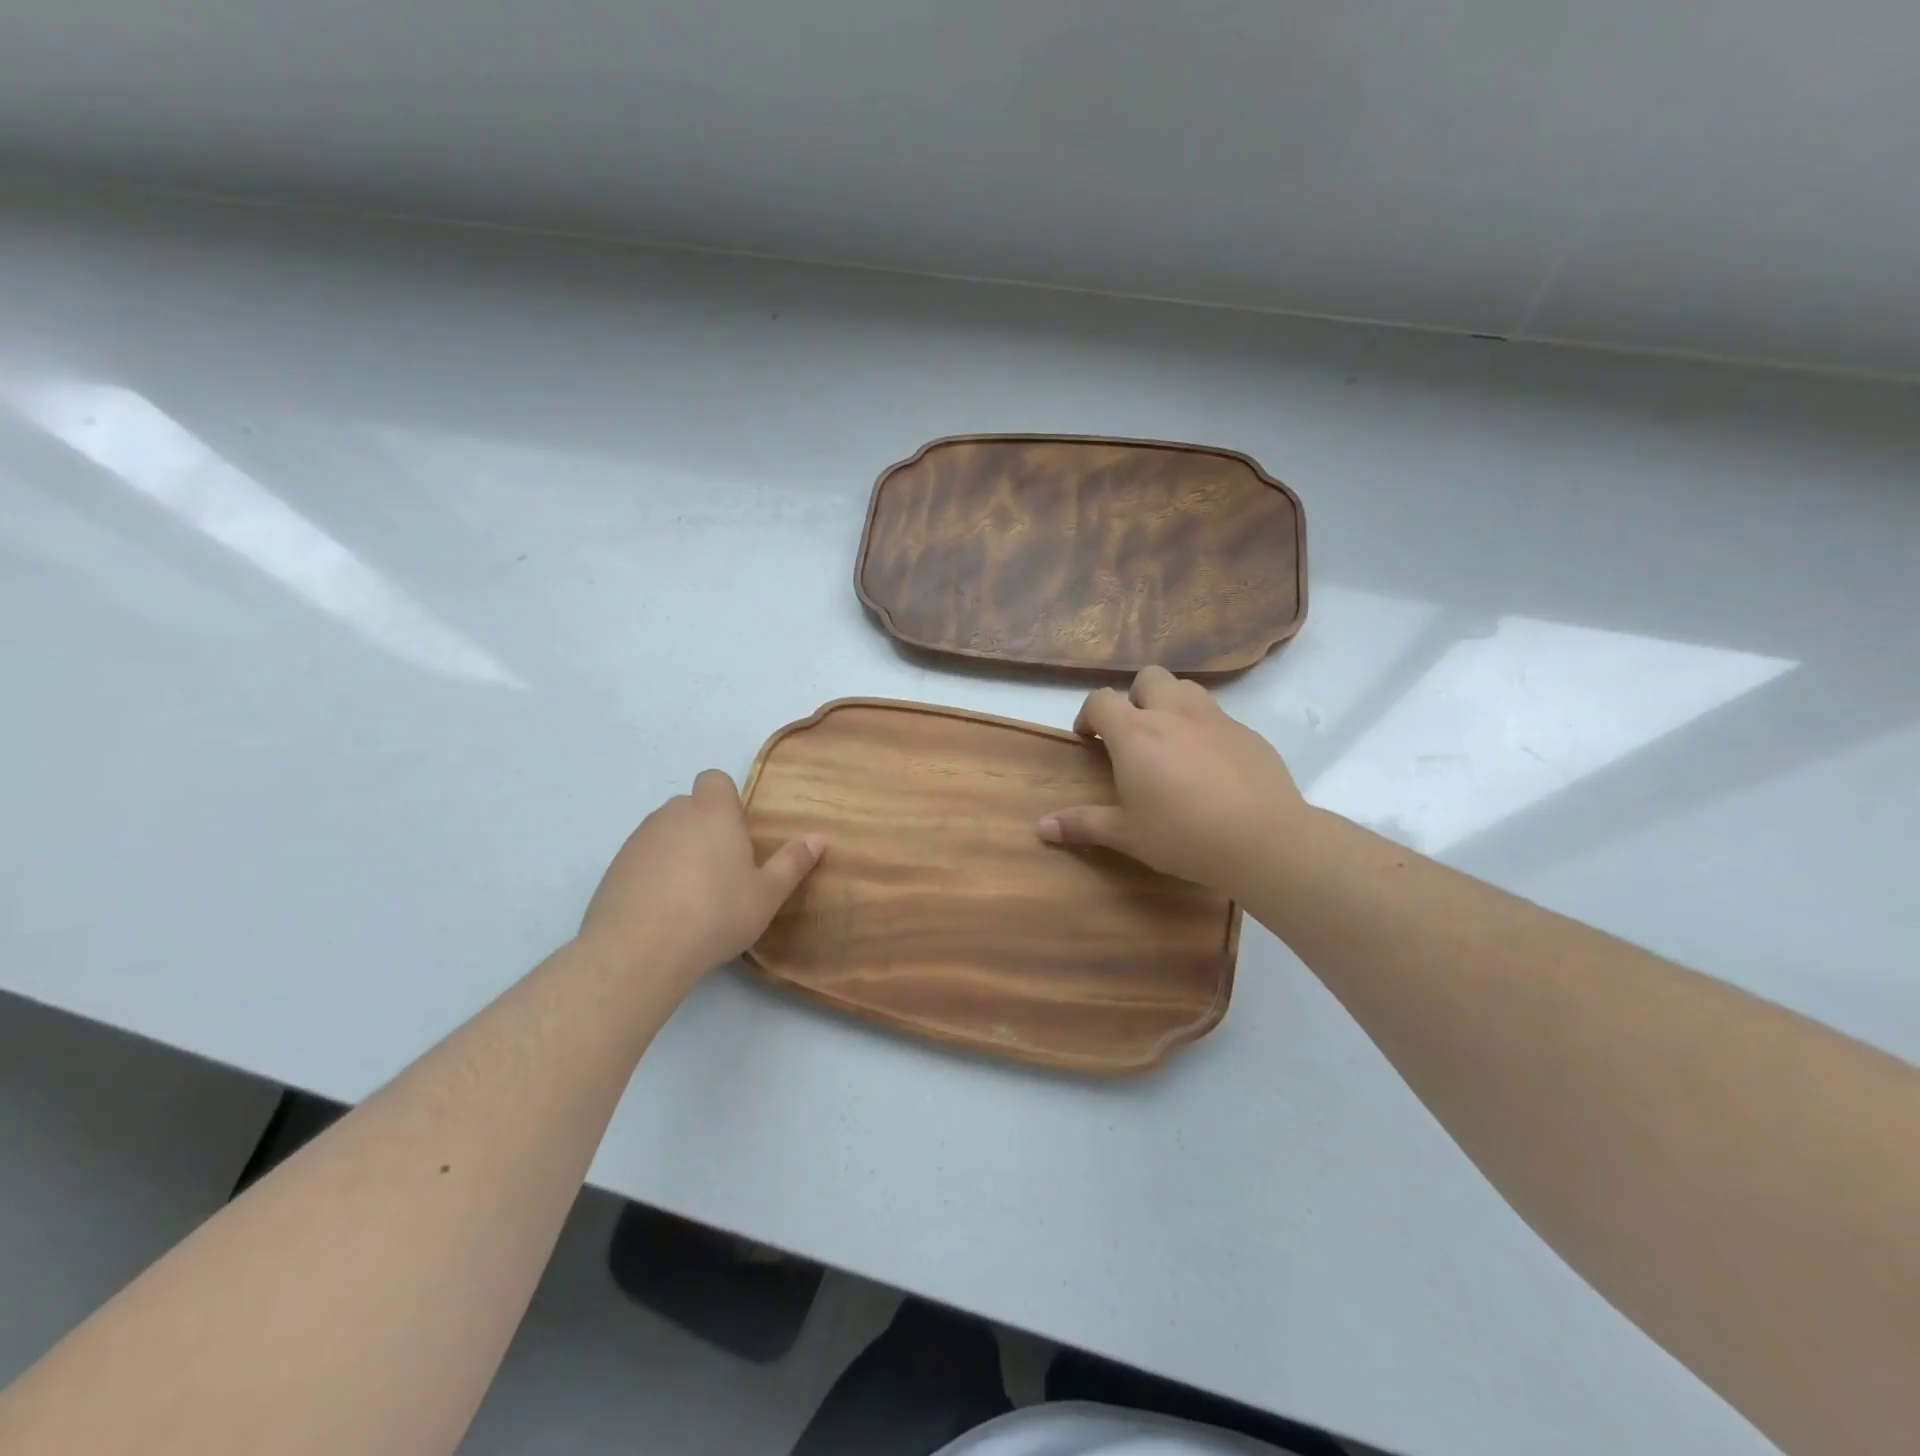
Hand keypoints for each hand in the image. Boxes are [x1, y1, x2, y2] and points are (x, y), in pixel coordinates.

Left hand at [581, 770, 821, 982]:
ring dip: (678, 850)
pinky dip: (654, 873)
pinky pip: (642, 858)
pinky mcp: (614, 867)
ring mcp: (639, 840)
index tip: (738, 832)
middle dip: (704, 827)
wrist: (639, 950)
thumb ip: (792, 863)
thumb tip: (817, 838)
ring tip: (692, 894)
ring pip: (665, 832)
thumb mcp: (767, 894)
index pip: (715, 779)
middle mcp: (673, 814)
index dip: (726, 799)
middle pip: (690, 806)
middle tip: (722, 868)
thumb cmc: (715, 913)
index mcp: (713, 812)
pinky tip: (664, 910)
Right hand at [1038, 667, 1307, 897]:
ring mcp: (1215, 719)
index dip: (1089, 715)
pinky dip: (1205, 729)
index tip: (1088, 739)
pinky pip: (1219, 717)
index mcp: (1135, 733)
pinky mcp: (1248, 733)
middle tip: (1134, 734)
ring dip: (1171, 704)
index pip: (1100, 700)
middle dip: (1134, 697)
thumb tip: (1041, 827)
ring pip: (1186, 688)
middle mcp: (1173, 713)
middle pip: (1147, 677)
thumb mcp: (1127, 834)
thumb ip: (1083, 824)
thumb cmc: (1183, 835)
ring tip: (1171, 741)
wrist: (1263, 839)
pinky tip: (1211, 766)